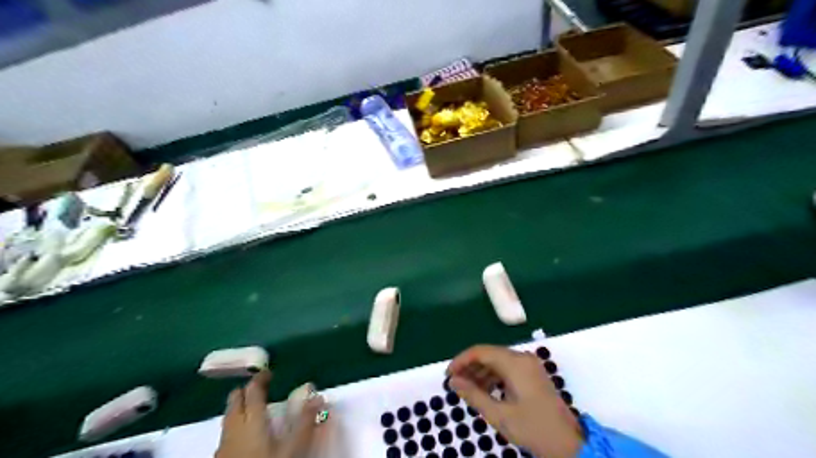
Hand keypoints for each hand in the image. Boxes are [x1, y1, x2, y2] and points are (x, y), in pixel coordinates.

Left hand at [217, 369, 325, 457]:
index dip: (260, 379)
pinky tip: (243, 436)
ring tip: (252, 409)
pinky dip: (234, 426)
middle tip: (259, 388)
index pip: (253, 391)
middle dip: (245, 391)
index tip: (269, 372)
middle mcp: (234, 428)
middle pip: (234, 401)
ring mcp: (223, 444)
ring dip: (238, 408)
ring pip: (227, 417)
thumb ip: (305, 421)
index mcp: (252, 421)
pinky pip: (225, 434)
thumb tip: (318, 396)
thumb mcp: (293, 449)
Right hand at [446, 346, 585, 456]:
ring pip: (497, 361)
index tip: (448, 375)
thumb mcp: (499, 414)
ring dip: (480, 373)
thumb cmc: (533, 428)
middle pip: (489, 354)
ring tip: (467, 390)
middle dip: (470, 368)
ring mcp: (529, 365)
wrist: (568, 444)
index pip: (481, 351)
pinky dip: (493, 378)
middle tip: (455, 383)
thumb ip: (473, 394)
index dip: (461, 360)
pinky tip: (484, 391)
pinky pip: (507, 369)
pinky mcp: (532, 374)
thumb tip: (453, 381)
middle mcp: (522, 358)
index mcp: (515, 363)